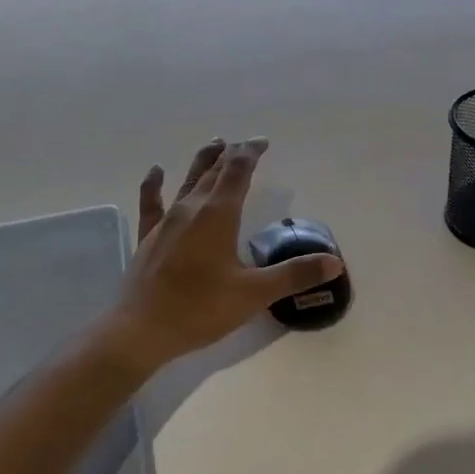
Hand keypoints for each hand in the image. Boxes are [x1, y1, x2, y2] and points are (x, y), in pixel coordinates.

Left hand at [107, 138, 343, 368]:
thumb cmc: (200, 309)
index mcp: (219, 215)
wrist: (139, 331)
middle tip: (245, 144)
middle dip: (232, 156)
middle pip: (214, 172)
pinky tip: (155, 171)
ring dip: (202, 161)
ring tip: (214, 143)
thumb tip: (334, 262)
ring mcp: (166, 222)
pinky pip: (152, 203)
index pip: (238, 172)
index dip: (251, 153)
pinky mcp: (149, 238)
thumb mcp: (254, 294)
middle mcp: (192, 209)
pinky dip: (154, 185)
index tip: (262, 142)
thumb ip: (294, 275)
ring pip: (187, 181)